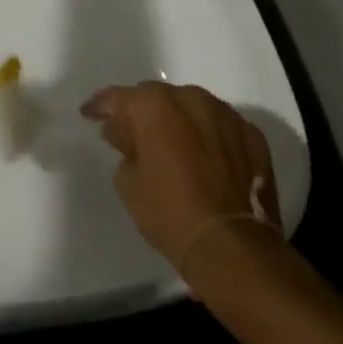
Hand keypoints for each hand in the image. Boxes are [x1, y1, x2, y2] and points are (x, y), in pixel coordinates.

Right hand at [82, 82, 282, 278]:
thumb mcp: (127, 182)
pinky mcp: (252, 135)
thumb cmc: (169, 212)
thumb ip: (125, 149)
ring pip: (191, 107)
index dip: (100, 107)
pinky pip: (220, 126)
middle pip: (156, 97)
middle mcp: (189, 98)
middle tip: (133, 135)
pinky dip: (209, 136)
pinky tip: (204, 158)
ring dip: (178, 121)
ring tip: (173, 145)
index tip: (90, 115)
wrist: (232, 246)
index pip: (116, 97)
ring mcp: (225, 114)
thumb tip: (127, 136)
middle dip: (142, 113)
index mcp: (152, 105)